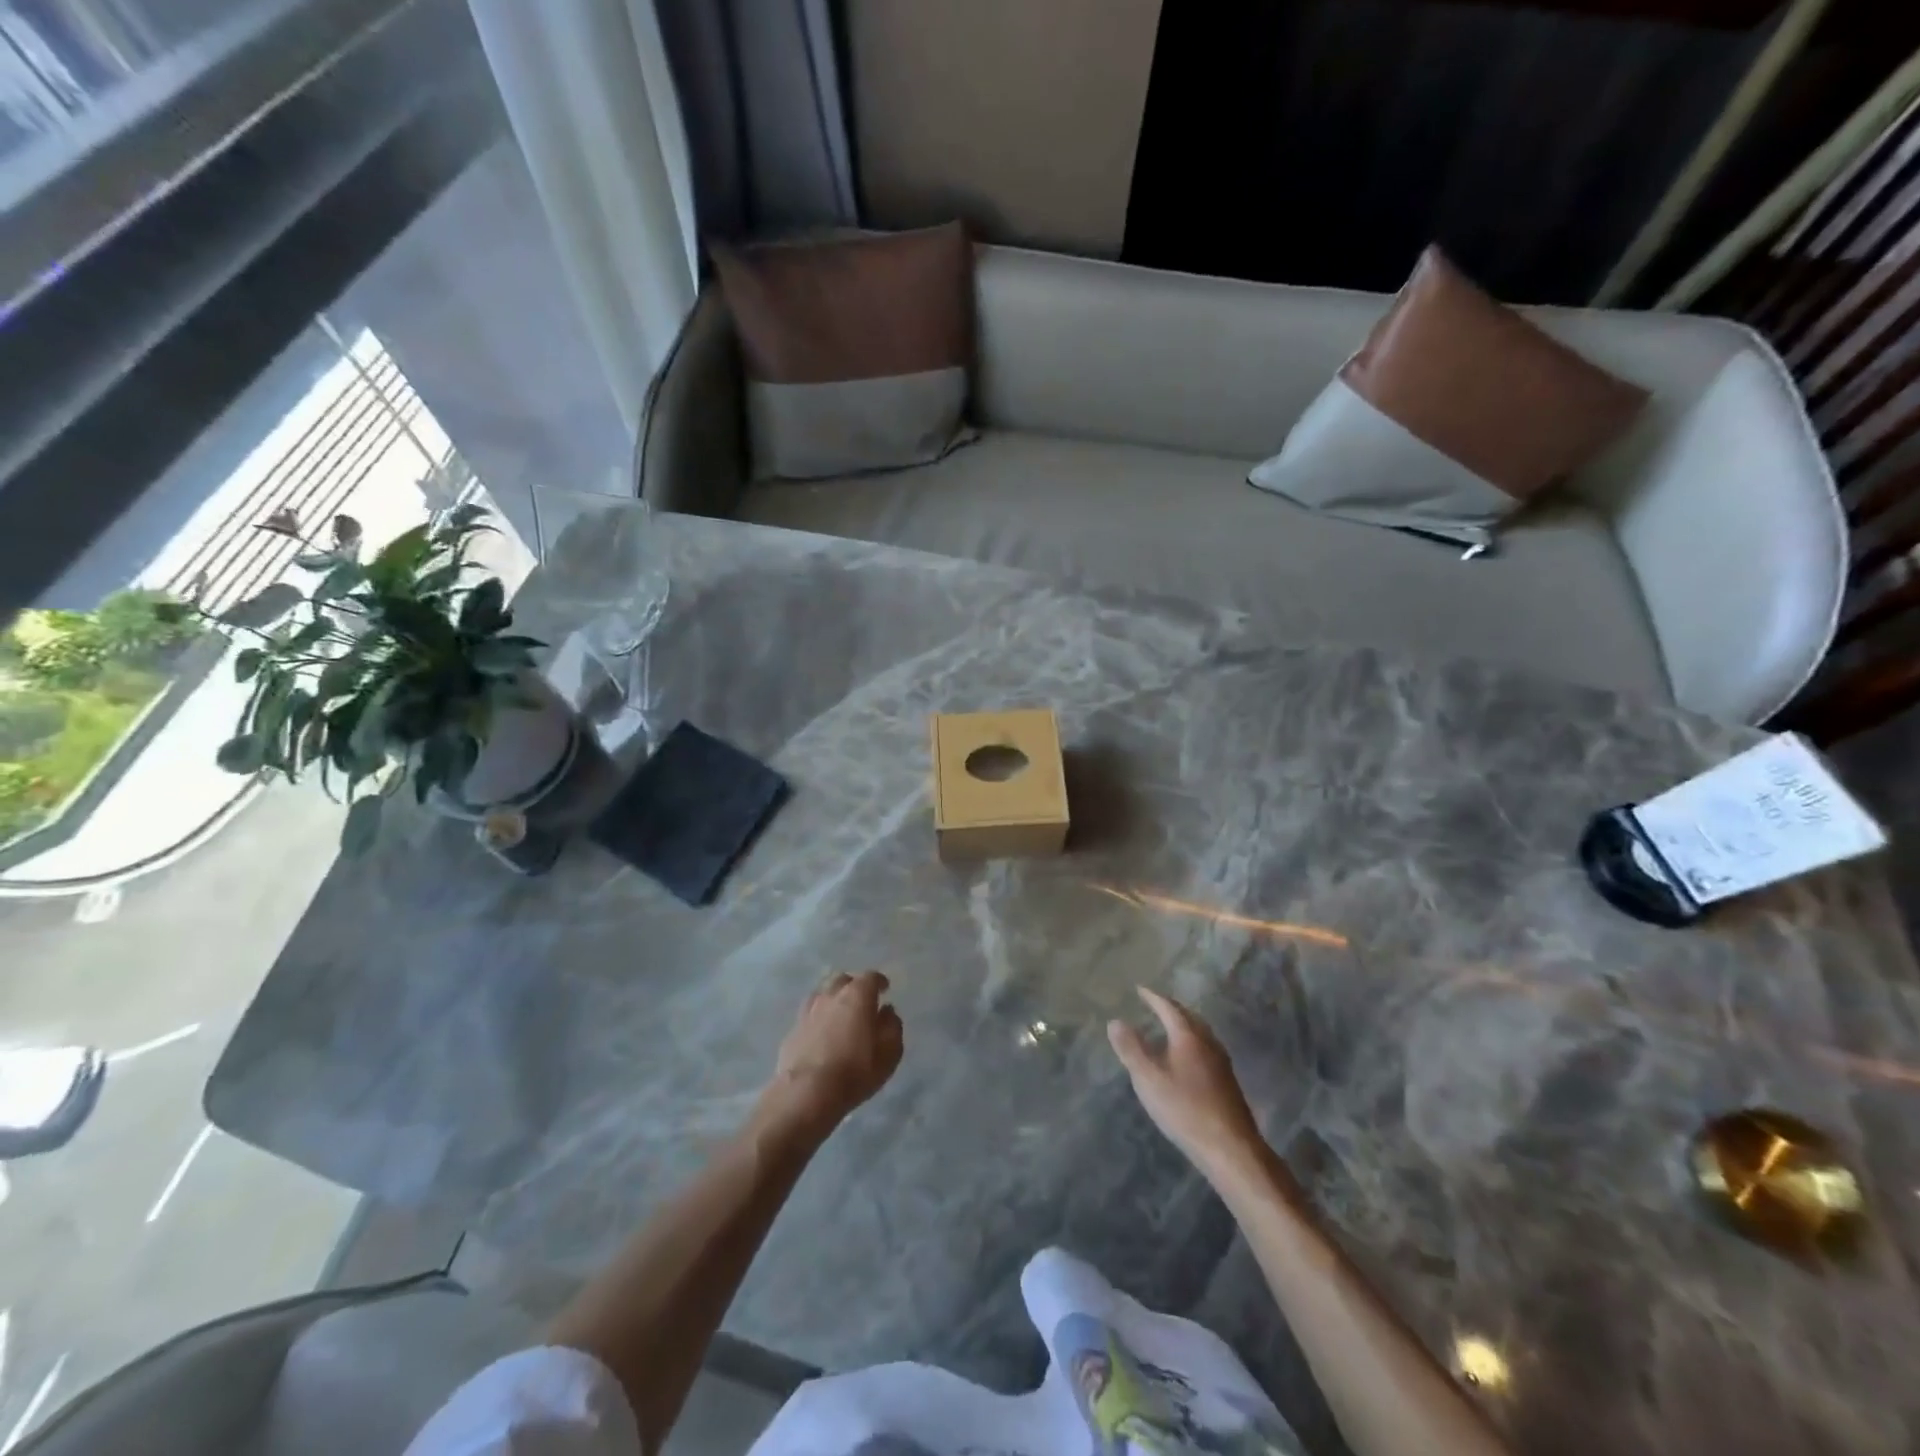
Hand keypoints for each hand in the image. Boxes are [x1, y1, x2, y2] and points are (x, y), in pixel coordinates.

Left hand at [759, 971, 903, 1137]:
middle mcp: (831, 995)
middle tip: (862, 1001)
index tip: (885, 989)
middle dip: (854, 986)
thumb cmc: (855, 1072)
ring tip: (840, 1015)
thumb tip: (887, 1012)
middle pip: (843, 980)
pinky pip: (810, 1014)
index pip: (871, 977)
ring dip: (834, 999)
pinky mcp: (793, 1028)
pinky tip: (822, 1032)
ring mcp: (809, 1010)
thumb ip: (892, 1027)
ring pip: (823, 994)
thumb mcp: (889, 1053)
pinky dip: (819, 1018)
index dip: (879, 982)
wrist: (806, 1093)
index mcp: (857, 995)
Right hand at [1108, 987, 1265, 1181]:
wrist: (1230, 1147)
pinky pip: (1206, 1049)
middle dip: (1171, 1008)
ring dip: (1184, 1025)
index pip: (1169, 1008)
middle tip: (1155, 1004)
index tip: (1139, 989)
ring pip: (1201, 1033)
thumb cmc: (1185, 1109)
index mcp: (1188, 1036)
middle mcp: (1208, 1042)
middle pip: (1189, 1017)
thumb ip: (1130, 1049)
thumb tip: (1115, 1021)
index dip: (1153, 998)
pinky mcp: (1227, 1082)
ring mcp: (1221, 1062)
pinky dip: (1192, 1043)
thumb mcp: (1148, 1078)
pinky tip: (1186, 1059)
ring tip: (1169, 1028)